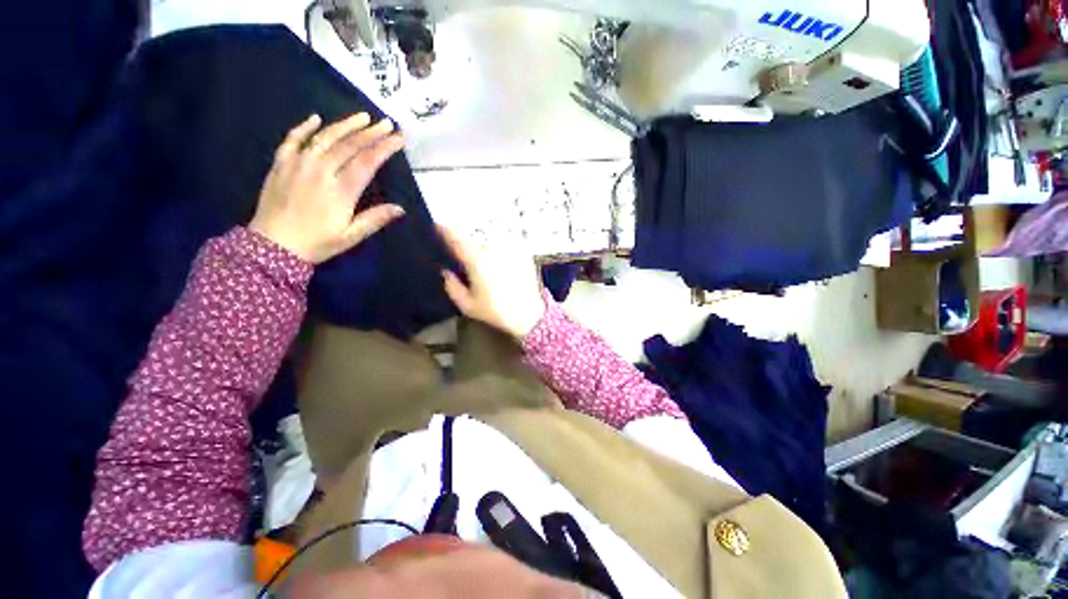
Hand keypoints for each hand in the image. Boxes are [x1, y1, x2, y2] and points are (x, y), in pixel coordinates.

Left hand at [249, 113, 405, 263]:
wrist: (273, 245)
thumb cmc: (317, 242)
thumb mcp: (351, 236)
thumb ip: (374, 219)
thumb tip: (400, 208)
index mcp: (340, 190)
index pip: (367, 162)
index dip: (384, 148)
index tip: (398, 138)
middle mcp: (320, 171)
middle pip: (349, 145)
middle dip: (370, 133)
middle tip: (386, 123)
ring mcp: (298, 164)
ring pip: (324, 137)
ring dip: (345, 125)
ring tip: (362, 116)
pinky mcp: (281, 164)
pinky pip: (292, 139)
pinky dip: (304, 127)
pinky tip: (316, 118)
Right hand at [439, 226, 545, 339]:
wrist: (529, 314)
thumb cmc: (496, 311)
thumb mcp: (468, 305)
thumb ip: (453, 287)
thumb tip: (445, 272)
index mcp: (476, 261)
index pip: (457, 240)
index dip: (445, 231)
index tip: (437, 225)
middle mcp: (492, 250)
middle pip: (474, 237)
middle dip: (464, 237)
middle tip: (457, 239)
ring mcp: (509, 249)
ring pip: (490, 238)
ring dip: (481, 240)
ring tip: (477, 246)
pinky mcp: (521, 253)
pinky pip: (505, 243)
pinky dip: (498, 245)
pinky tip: (496, 255)